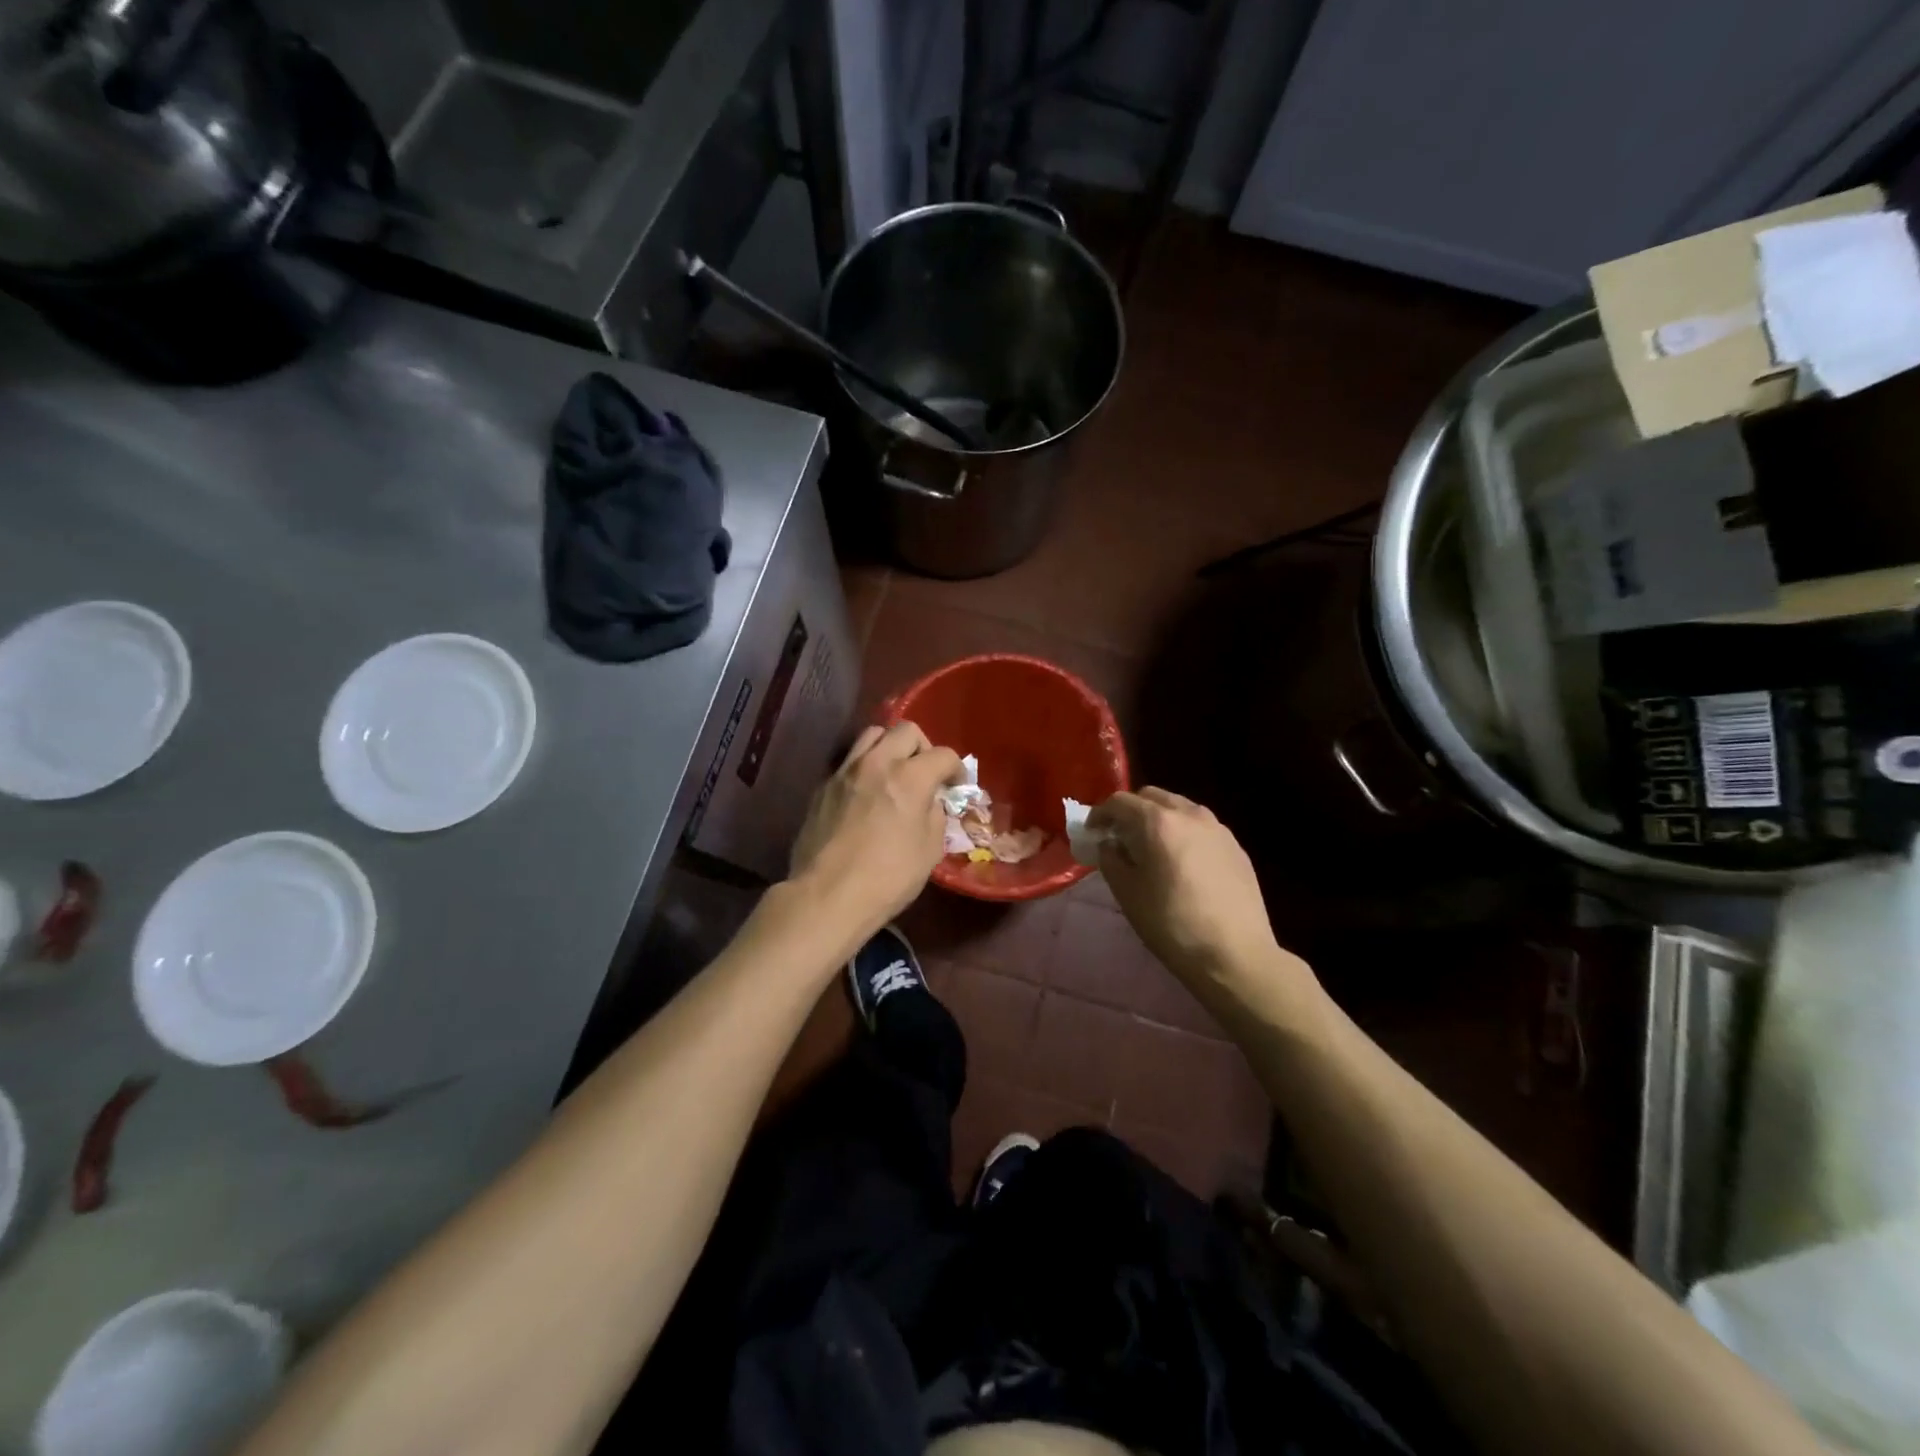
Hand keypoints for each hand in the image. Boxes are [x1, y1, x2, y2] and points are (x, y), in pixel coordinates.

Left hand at [788, 721, 962, 943]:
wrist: (827, 896)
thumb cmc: (888, 878)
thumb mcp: (929, 850)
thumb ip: (934, 815)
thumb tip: (930, 802)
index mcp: (909, 777)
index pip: (942, 755)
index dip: (956, 769)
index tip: (956, 785)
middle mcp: (876, 763)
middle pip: (906, 730)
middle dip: (923, 748)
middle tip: (926, 773)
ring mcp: (845, 771)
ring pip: (872, 735)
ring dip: (890, 748)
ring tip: (894, 774)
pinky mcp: (823, 787)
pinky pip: (850, 762)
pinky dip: (865, 768)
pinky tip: (867, 795)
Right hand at [1089, 788, 1286, 987]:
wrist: (1235, 954)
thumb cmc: (1171, 924)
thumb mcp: (1127, 894)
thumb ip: (1111, 859)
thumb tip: (1111, 845)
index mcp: (1158, 822)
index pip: (1120, 801)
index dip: (1100, 814)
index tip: (1092, 833)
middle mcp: (1190, 814)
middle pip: (1152, 797)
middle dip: (1131, 811)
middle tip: (1120, 837)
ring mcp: (1218, 828)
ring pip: (1180, 808)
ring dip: (1159, 819)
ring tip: (1152, 849)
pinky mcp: (1236, 847)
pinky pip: (1201, 828)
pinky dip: (1183, 834)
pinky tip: (1182, 864)